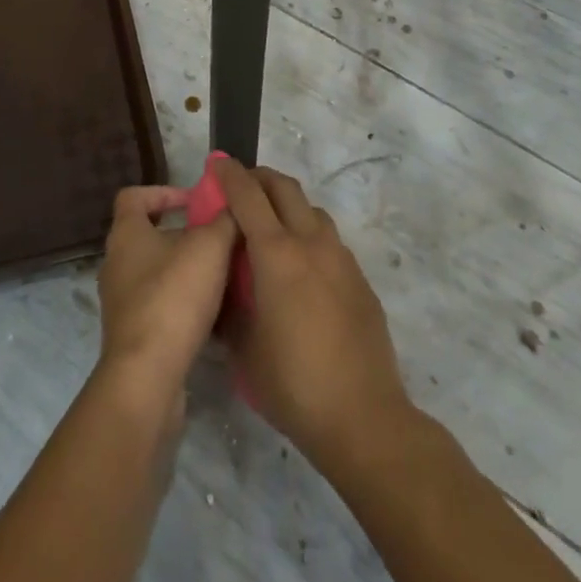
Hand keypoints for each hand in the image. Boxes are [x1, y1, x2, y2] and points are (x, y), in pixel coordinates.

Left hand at [96, 185, 238, 405]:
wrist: (147, 378)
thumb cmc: (173, 297)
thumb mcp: (210, 246)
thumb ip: (224, 220)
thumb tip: (233, 204)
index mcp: (126, 234)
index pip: (134, 197)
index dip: (164, 192)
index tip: (195, 201)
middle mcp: (116, 263)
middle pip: (149, 235)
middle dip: (185, 234)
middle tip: (219, 239)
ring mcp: (121, 302)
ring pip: (157, 273)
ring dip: (187, 271)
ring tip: (223, 276)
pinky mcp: (132, 335)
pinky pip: (160, 306)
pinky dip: (183, 304)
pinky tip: (214, 313)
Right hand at [212, 160, 414, 471]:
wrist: (364, 417)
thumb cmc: (293, 384)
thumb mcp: (244, 349)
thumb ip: (232, 308)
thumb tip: (226, 290)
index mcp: (276, 254)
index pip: (248, 196)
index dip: (229, 175)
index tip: (216, 164)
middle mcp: (311, 243)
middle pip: (285, 188)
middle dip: (260, 178)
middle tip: (241, 185)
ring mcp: (341, 259)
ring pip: (311, 210)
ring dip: (287, 205)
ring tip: (270, 226)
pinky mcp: (360, 279)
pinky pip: (329, 240)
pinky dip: (308, 234)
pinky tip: (301, 268)